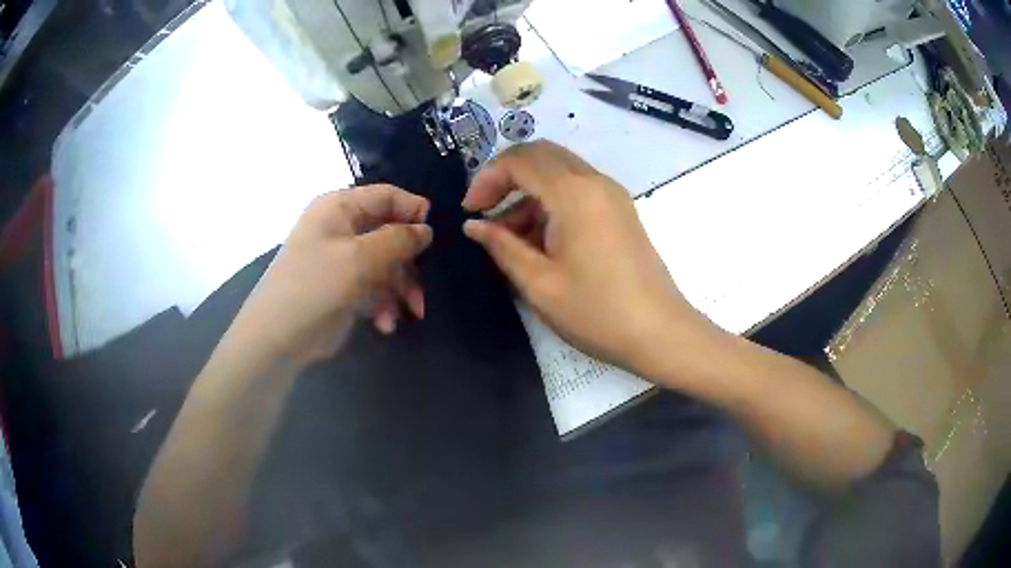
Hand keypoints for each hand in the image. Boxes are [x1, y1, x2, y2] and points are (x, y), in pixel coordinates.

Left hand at [226, 185, 431, 367]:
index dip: (413, 211)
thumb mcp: (359, 259)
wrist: (277, 338)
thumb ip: (398, 240)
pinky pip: (374, 287)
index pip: (386, 196)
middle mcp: (341, 228)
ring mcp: (342, 259)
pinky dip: (383, 304)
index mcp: (339, 208)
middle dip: (409, 263)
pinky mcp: (343, 287)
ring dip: (400, 289)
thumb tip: (426, 230)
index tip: (435, 238)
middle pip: (389, 233)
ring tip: (412, 313)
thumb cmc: (314, 286)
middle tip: (424, 287)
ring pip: (386, 264)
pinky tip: (385, 324)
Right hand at [462, 141, 707, 375]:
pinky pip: (577, 191)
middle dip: (506, 176)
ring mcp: (612, 195)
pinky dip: (551, 203)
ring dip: (528, 193)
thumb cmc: (596, 312)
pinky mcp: (620, 211)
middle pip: (541, 155)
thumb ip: (502, 246)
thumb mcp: (539, 283)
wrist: (659, 332)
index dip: (487, 178)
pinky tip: (539, 241)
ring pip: (559, 172)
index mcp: (574, 193)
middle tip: (485, 211)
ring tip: (508, 238)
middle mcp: (595, 182)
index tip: (470, 210)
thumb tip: (474, 225)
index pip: (520, 160)